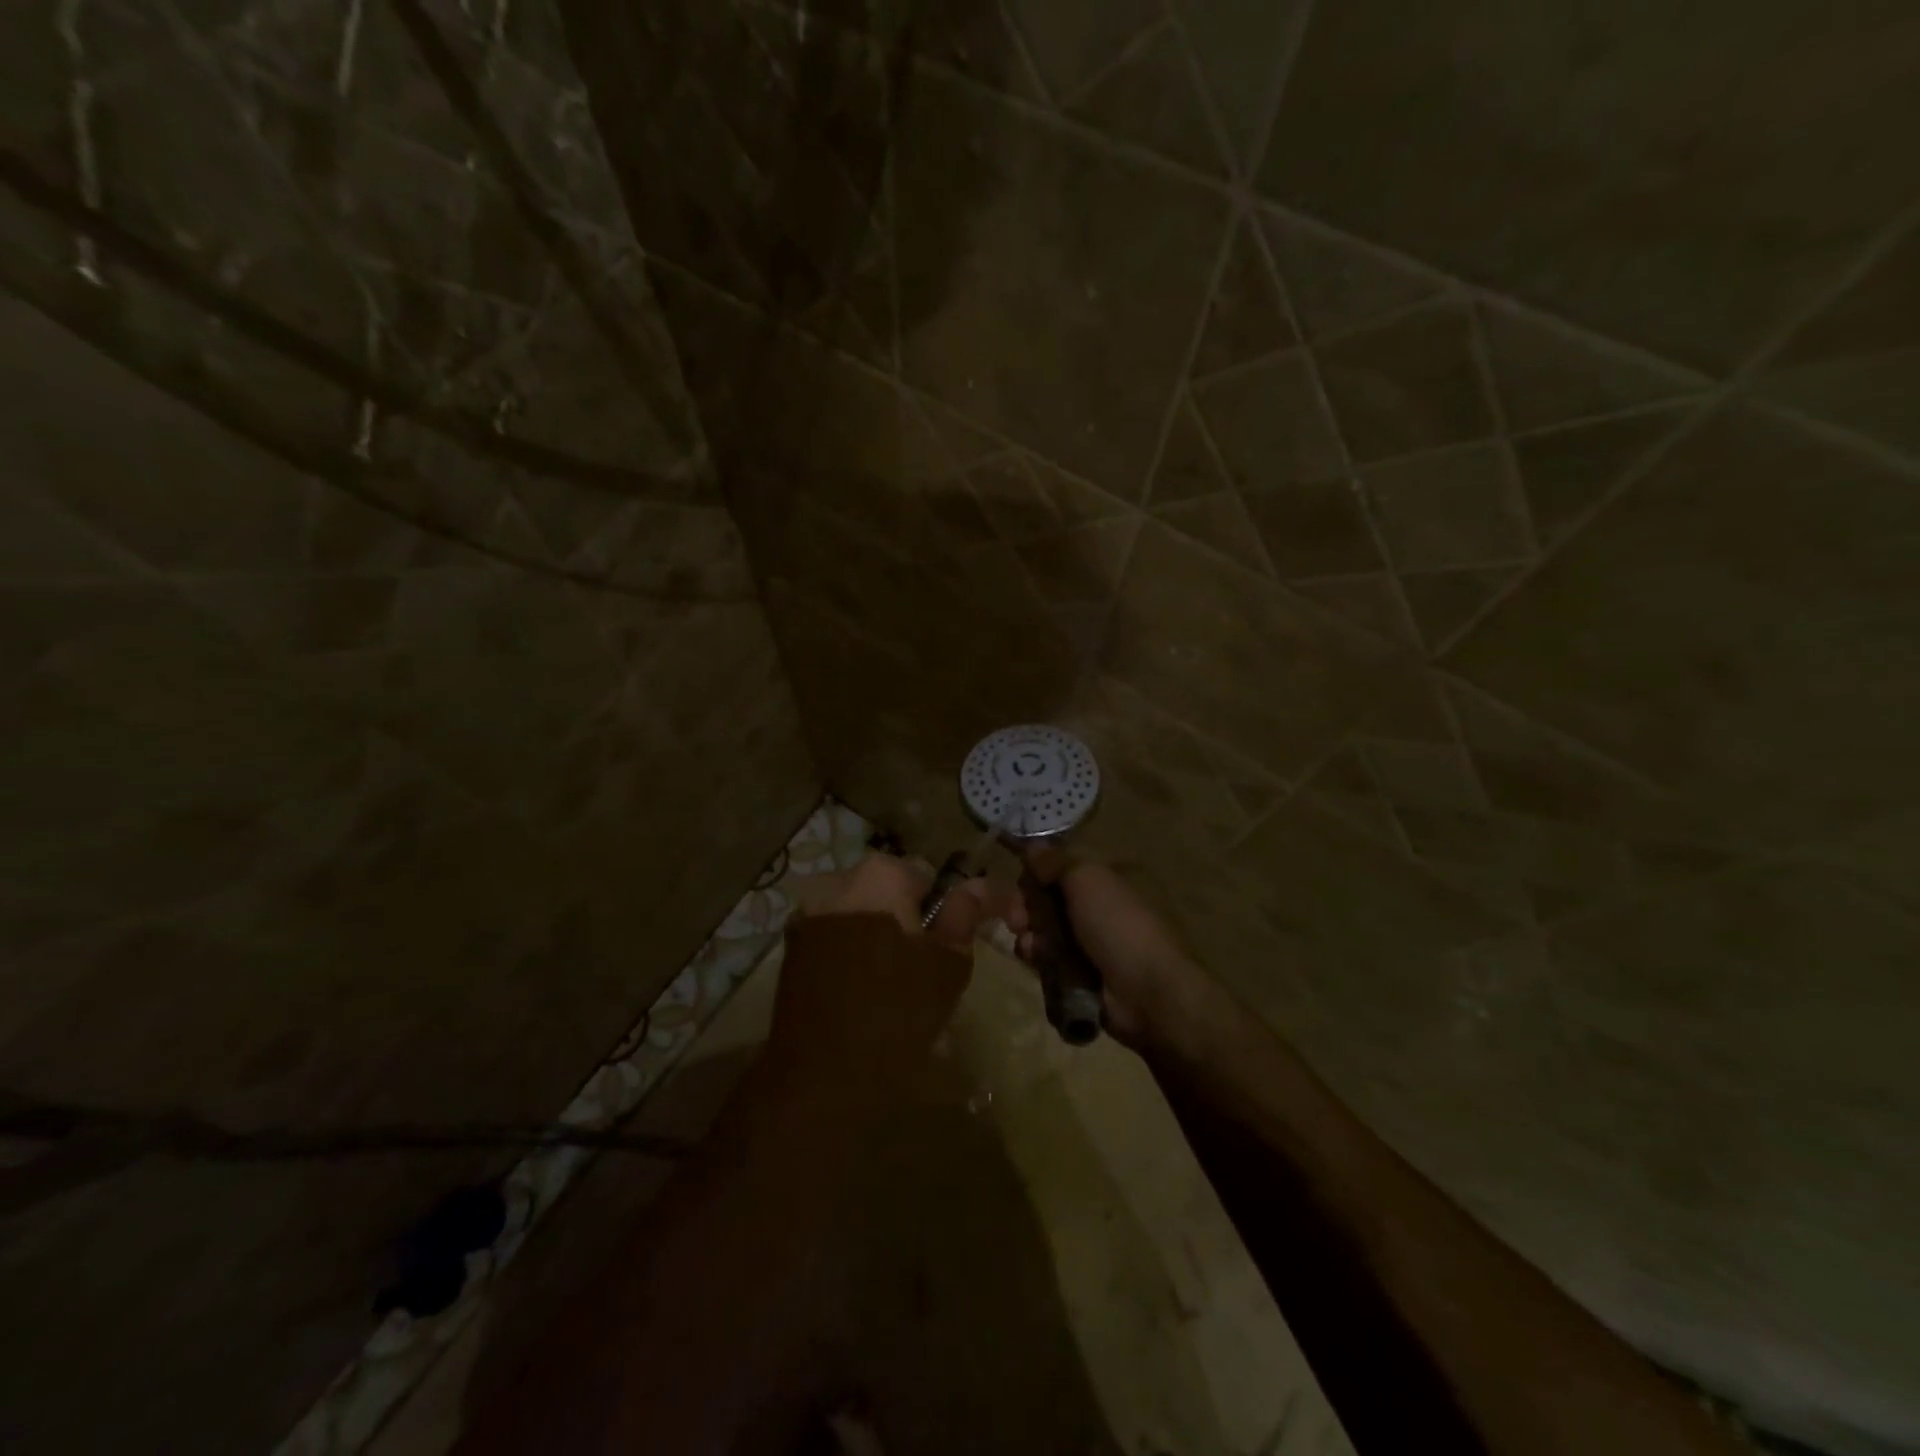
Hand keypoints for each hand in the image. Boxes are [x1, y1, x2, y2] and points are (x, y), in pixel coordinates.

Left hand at [769, 854, 1006, 1091]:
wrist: (820, 1075)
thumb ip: (965, 914)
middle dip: (908, 917)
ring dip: (878, 930)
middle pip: (890, 889)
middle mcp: (838, 878)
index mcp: (881, 874)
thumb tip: (975, 887)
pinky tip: (860, 987)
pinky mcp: (790, 944)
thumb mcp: (948, 964)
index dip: (946, 909)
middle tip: (924, 964)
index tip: (953, 943)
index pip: (928, 876)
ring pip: (861, 910)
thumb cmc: (897, 1013)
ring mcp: (807, 911)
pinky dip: (851, 947)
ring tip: (891, 979)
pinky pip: (835, 933)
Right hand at [1009, 851, 1211, 1051]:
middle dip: (1025, 906)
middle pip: (1046, 900)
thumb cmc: (1116, 924)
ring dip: (1028, 932)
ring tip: (1029, 942)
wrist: (1145, 991)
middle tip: (1016, 917)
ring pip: (1042, 931)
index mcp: (1101, 882)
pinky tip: (1034, 958)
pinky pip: (1047, 960)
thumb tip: (1032, 846)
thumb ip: (1056, 862)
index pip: (1058, 870)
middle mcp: (1093, 908)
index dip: (1035, 874)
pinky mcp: (1077, 975)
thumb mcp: (1086, 879)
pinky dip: (1037, 957)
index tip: (1020, 880)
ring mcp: (1086, 943)